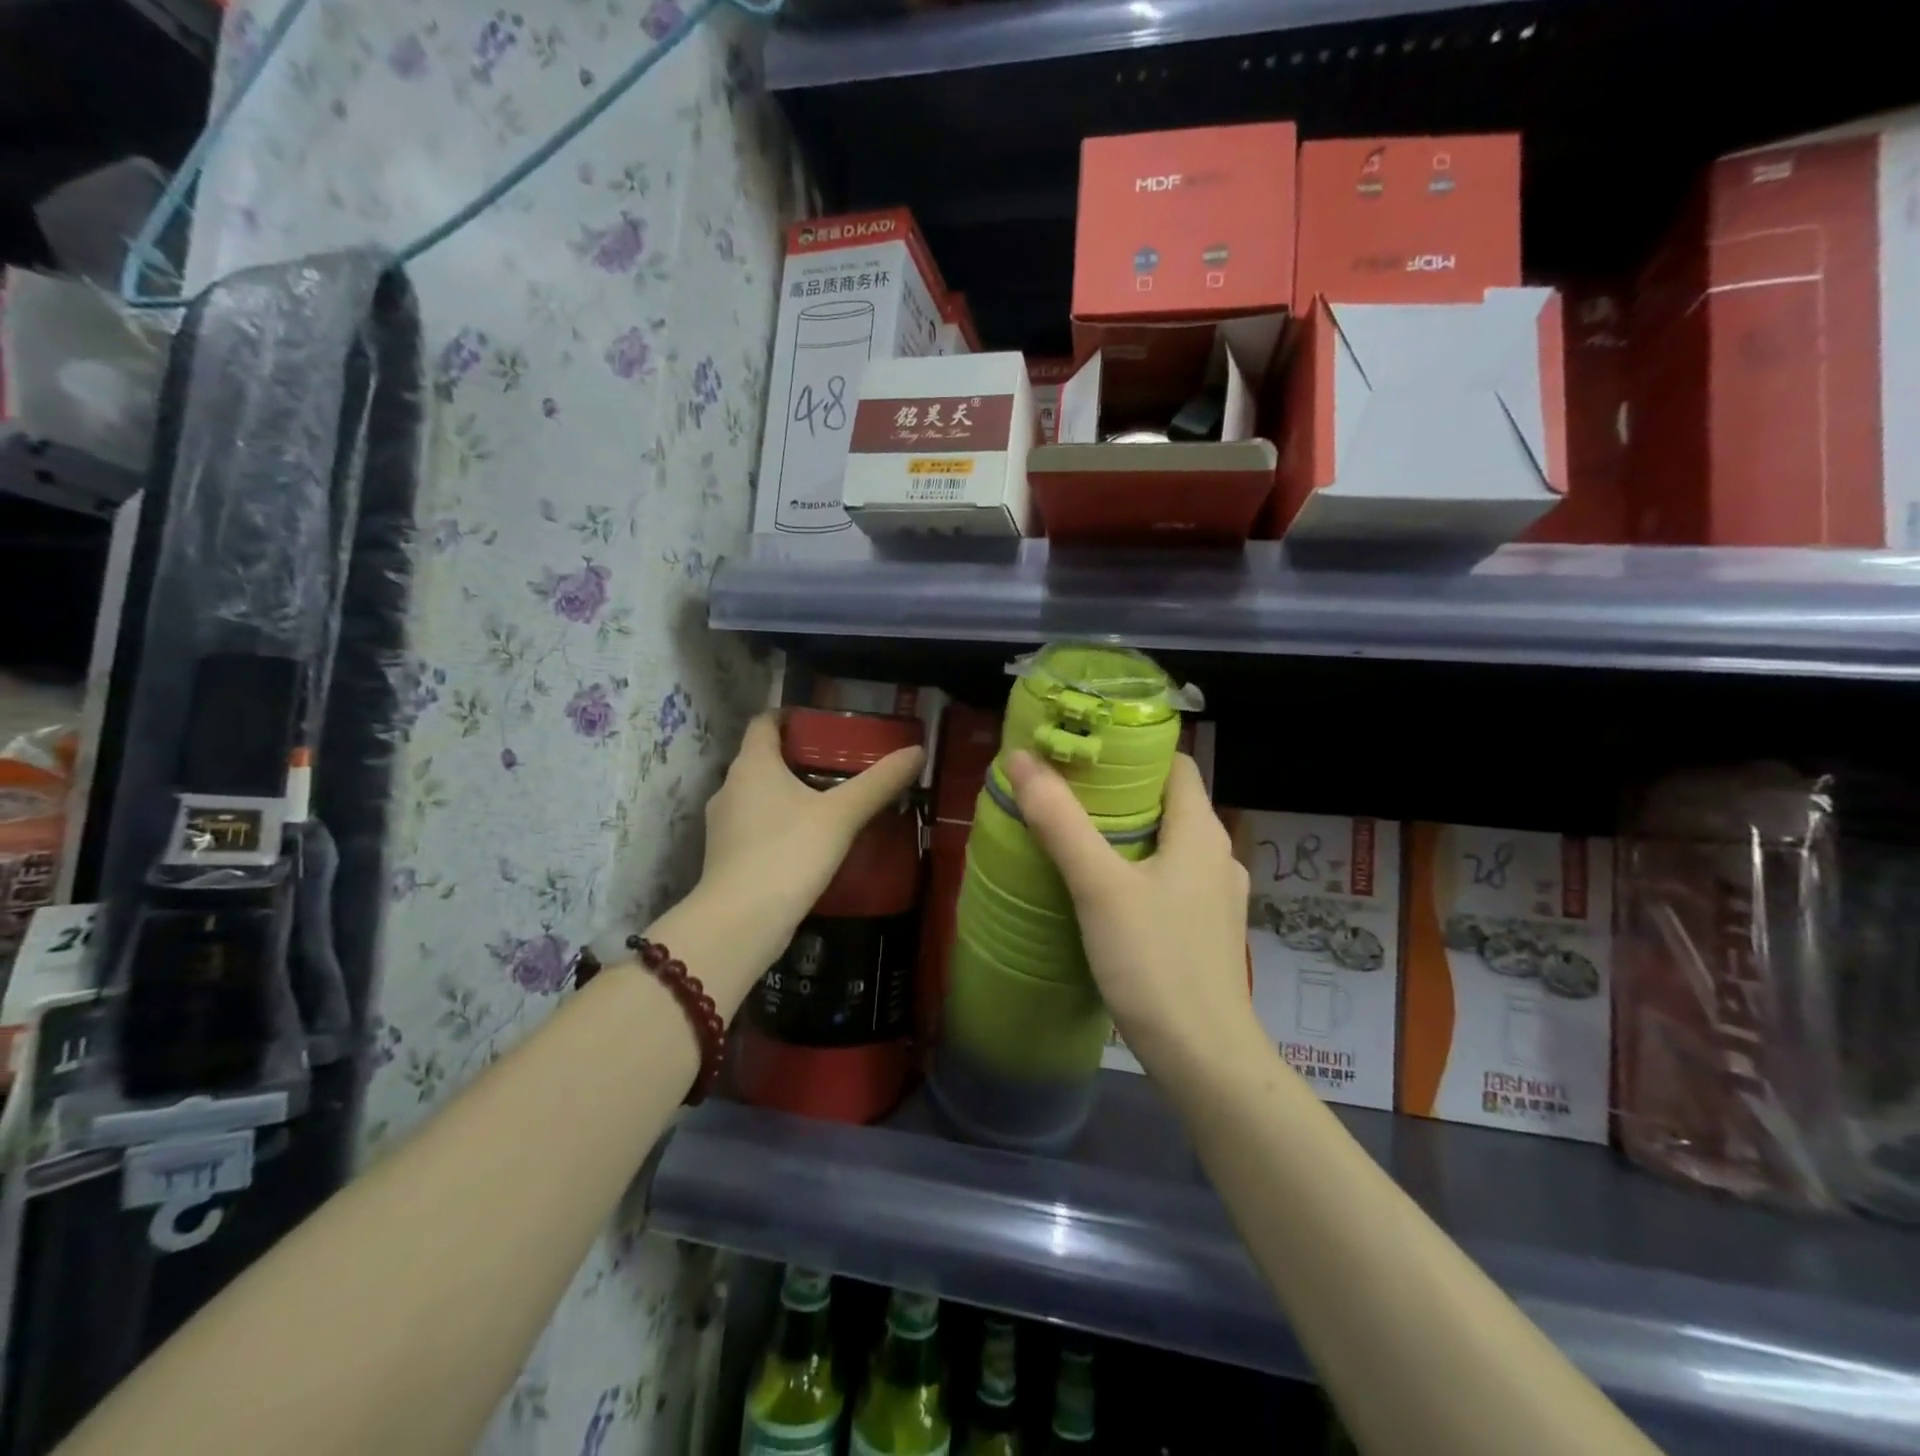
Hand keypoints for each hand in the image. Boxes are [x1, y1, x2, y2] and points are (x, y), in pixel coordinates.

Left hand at [698, 712, 923, 945]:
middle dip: (797, 757)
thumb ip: (879, 782)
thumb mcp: (842, 815)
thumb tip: (917, 751)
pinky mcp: (726, 856)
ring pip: (758, 795)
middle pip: (762, 758)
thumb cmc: (789, 853)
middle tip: (839, 763)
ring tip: (829, 801)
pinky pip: (756, 826)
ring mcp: (723, 824)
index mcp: (752, 764)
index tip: (821, 723)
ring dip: (788, 793)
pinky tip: (808, 840)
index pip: (765, 722)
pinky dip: (780, 823)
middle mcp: (730, 787)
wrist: (741, 922)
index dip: (790, 716)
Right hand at [1005, 749, 1261, 1082]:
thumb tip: (1021, 758)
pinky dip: (1136, 869)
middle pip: (1167, 802)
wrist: (1204, 1058)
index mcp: (1201, 831)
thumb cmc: (1155, 961)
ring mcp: (1214, 896)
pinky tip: (1100, 889)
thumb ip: (1060, 821)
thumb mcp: (1099, 885)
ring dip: (1124, 833)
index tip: (1082, 750)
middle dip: (1117, 792)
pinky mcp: (1204, 929)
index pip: (1174, 764)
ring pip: (1166, 844)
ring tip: (1072, 835)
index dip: (1132, 749)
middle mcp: (1216, 855)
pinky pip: (1168, 879)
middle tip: (1062, 791)